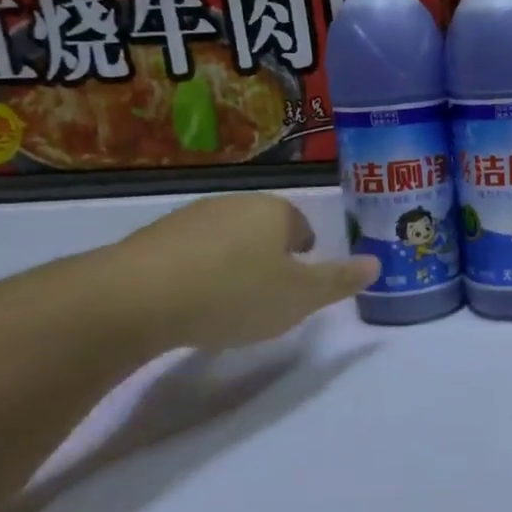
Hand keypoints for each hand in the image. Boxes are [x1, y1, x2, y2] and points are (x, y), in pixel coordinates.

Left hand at [105, 193, 377, 350]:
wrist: (134, 299)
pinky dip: (194, 275)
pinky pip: (187, 255)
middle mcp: (233, 204)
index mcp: (274, 211)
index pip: (301, 226)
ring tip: (225, 306)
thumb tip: (376, 264)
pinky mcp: (149, 240)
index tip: (297, 286)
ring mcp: (187, 219)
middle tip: (266, 298)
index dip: (305, 256)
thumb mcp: (301, 297)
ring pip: (224, 241)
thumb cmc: (234, 293)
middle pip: (262, 230)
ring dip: (230, 267)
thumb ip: (340, 281)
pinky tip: (188, 306)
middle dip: (267, 259)